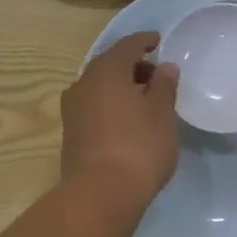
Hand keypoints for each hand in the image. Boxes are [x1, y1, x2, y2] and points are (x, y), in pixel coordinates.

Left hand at [61, 32, 180, 204]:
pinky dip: (112, 105)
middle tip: (157, 76)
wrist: (100, 194)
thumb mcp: (162, 113)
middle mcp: (83, 83)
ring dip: (122, 88)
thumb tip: (164, 67)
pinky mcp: (71, 133)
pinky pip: (95, 107)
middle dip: (134, 67)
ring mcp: (73, 109)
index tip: (159, 41)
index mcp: (106, 71)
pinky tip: (129, 121)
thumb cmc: (139, 146)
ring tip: (146, 101)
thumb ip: (164, 85)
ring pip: (101, 87)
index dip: (145, 41)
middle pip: (111, 65)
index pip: (128, 45)